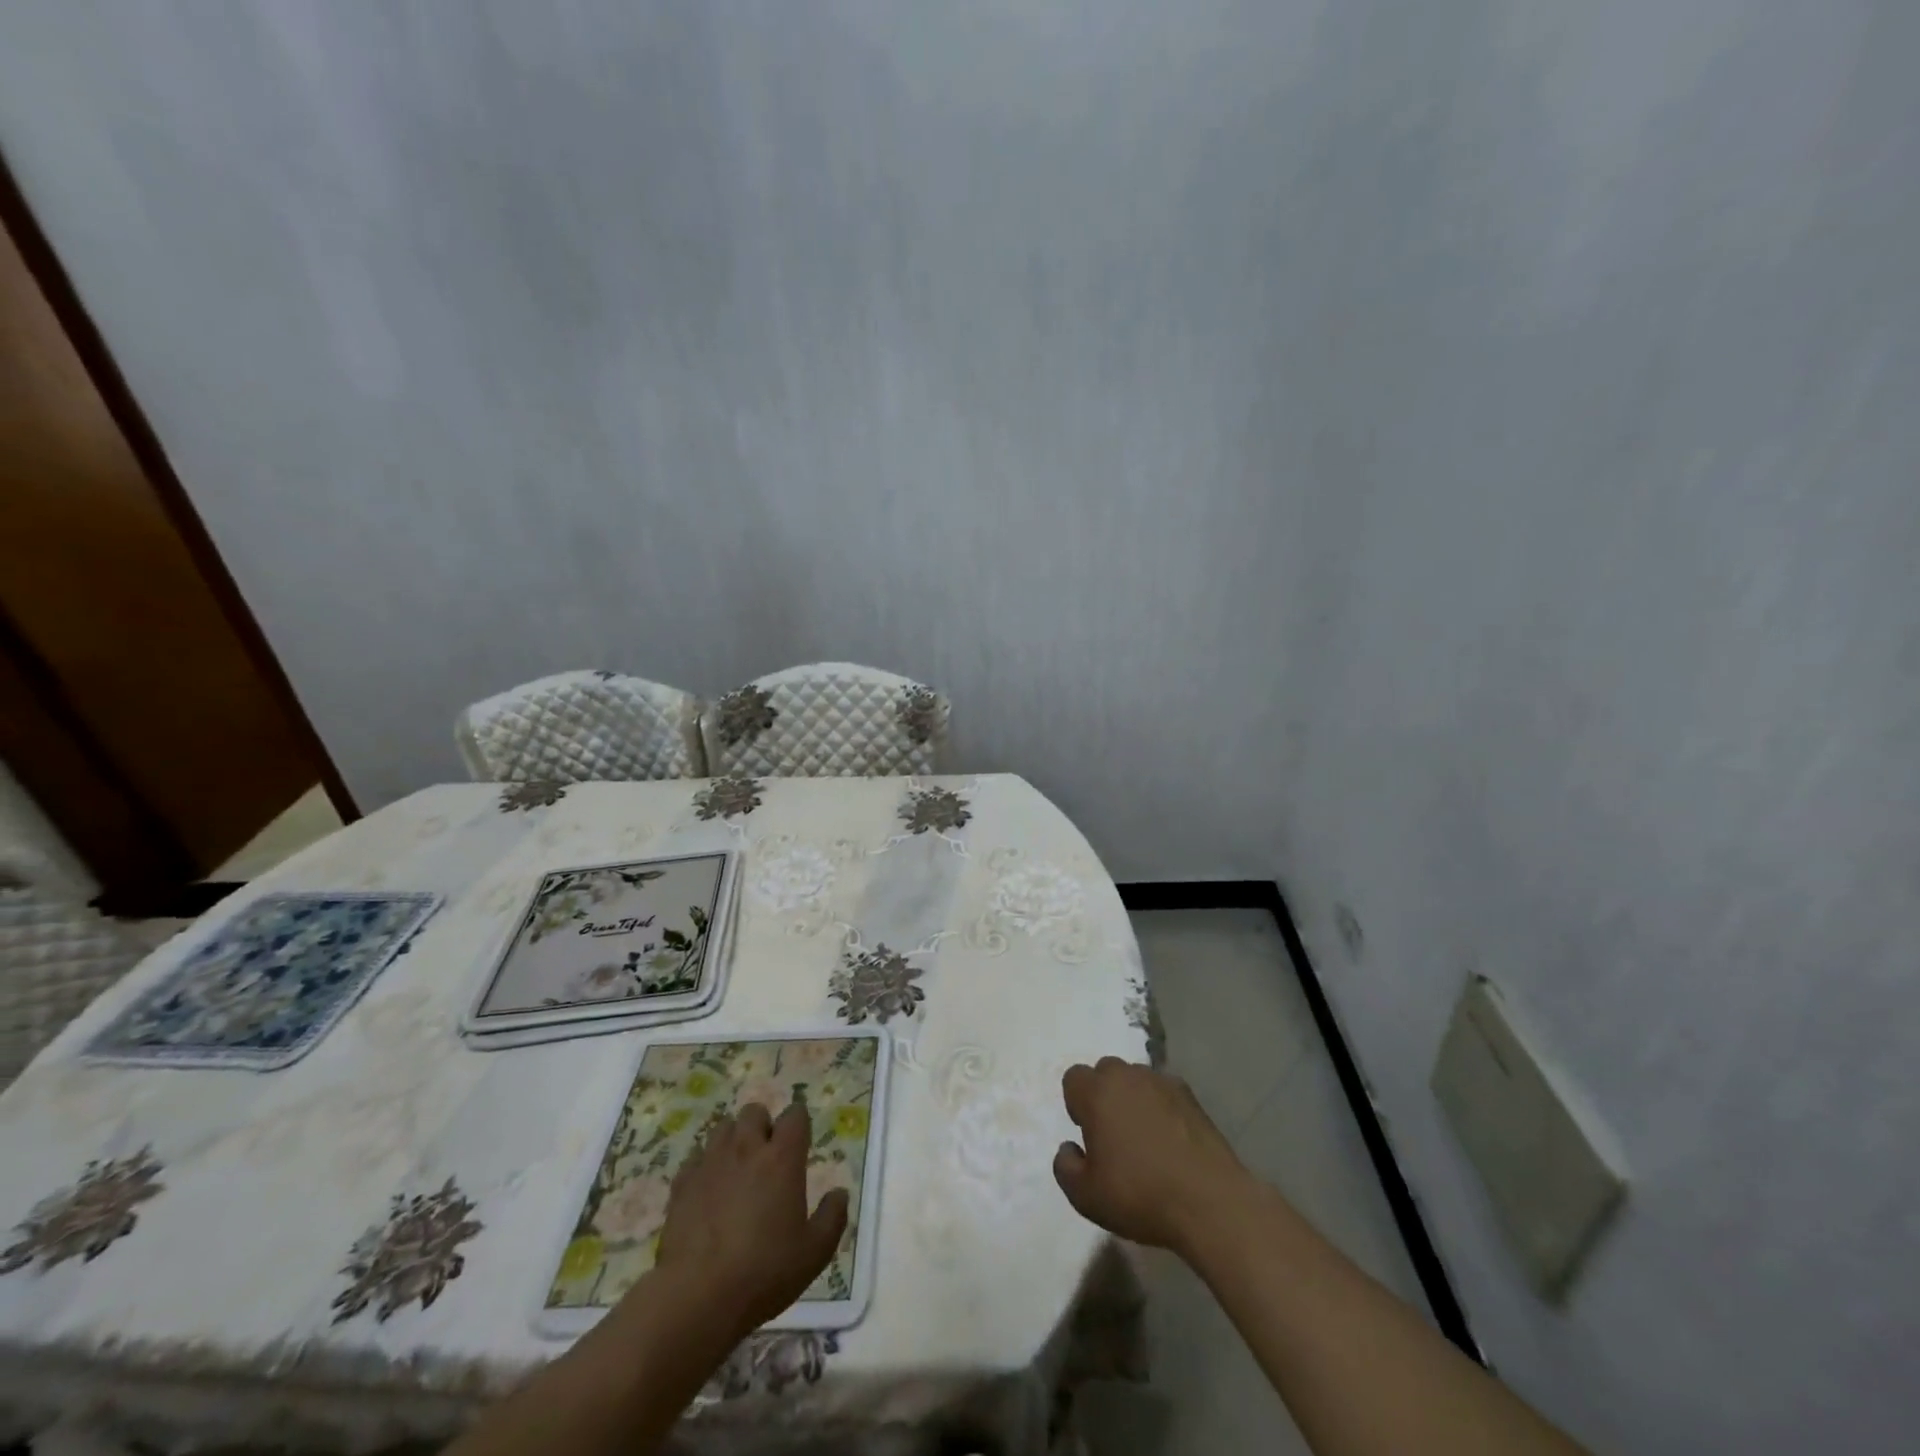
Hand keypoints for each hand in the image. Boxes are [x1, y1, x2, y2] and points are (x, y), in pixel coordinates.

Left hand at [655, 1103, 848, 1337]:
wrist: (696, 1298)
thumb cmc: (763, 1273)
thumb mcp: (814, 1254)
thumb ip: (833, 1218)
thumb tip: (840, 1193)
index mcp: (782, 1158)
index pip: (795, 1115)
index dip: (799, 1125)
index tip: (800, 1146)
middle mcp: (746, 1149)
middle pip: (755, 1112)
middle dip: (763, 1126)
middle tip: (767, 1158)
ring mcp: (710, 1163)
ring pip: (723, 1128)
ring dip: (733, 1140)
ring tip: (737, 1170)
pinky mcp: (682, 1184)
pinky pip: (695, 1158)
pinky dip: (705, 1166)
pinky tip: (708, 1191)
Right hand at [1053, 1057, 1251, 1254]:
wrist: (1209, 1202)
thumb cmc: (1139, 1195)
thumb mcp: (1085, 1196)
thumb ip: (1065, 1166)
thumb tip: (1069, 1148)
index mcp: (1097, 1092)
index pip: (1074, 1078)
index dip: (1077, 1104)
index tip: (1089, 1134)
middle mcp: (1127, 1076)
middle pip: (1106, 1071)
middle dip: (1104, 1095)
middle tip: (1113, 1134)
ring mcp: (1162, 1082)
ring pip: (1136, 1079)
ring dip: (1133, 1098)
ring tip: (1145, 1137)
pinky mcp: (1191, 1096)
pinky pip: (1164, 1092)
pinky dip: (1161, 1107)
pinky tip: (1170, 1139)